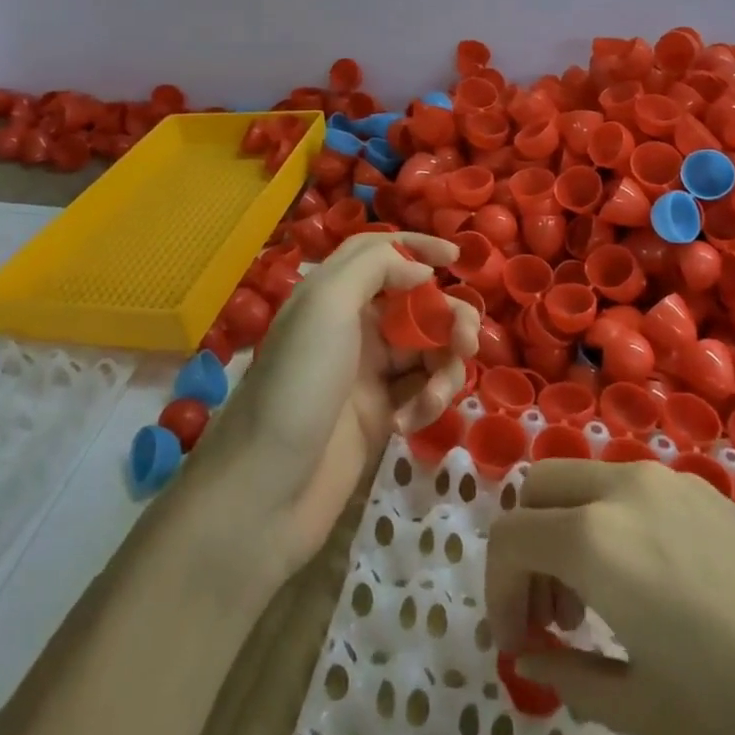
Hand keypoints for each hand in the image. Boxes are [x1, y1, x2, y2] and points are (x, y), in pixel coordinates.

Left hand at [197, 231, 477, 581]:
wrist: (267, 487)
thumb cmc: (298, 383)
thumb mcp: (327, 305)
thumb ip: (374, 268)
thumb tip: (421, 269)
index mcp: (333, 292)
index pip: (379, 252)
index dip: (417, 247)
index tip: (456, 256)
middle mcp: (352, 325)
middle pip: (415, 302)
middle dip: (448, 316)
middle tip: (467, 340)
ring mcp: (367, 372)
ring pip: (427, 348)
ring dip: (444, 365)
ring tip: (436, 394)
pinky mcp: (380, 414)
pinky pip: (421, 391)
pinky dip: (427, 400)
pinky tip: (410, 422)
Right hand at [485, 459, 734, 734]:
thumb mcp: (651, 712)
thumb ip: (574, 674)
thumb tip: (537, 653)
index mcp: (598, 539)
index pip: (508, 539)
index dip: (496, 593)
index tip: (517, 646)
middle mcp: (624, 489)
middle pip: (536, 488)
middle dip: (523, 548)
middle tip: (549, 619)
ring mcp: (669, 482)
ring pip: (581, 482)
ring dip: (563, 531)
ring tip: (594, 609)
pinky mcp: (707, 492)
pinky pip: (626, 490)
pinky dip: (605, 523)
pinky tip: (647, 590)